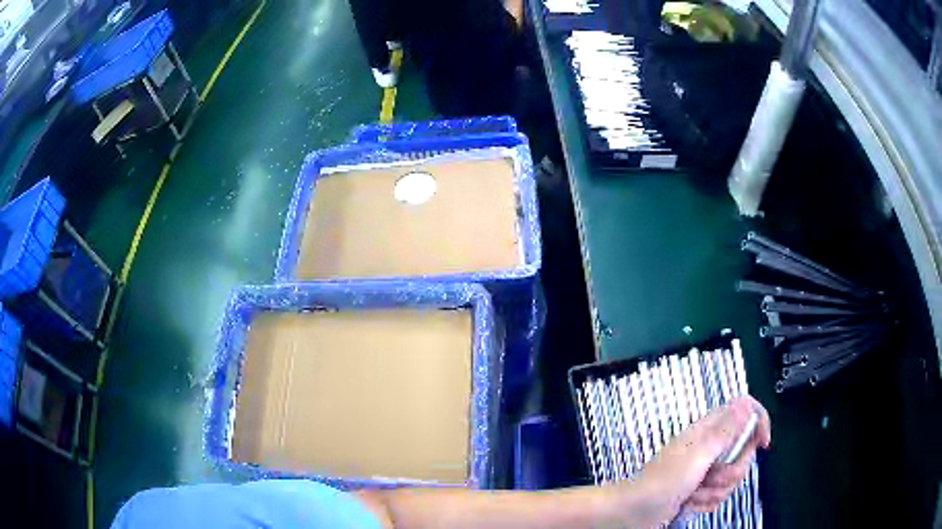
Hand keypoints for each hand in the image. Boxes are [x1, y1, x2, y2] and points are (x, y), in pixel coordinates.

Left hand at [624, 396, 771, 525]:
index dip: (758, 422)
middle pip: (743, 452)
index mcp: (708, 430)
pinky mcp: (700, 490)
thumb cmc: (663, 483)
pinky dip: (706, 502)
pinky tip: (689, 504)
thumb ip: (724, 432)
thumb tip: (745, 403)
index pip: (744, 412)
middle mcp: (709, 448)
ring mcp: (705, 470)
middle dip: (731, 472)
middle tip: (710, 478)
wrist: (634, 514)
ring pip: (732, 478)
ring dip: (715, 491)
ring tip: (693, 494)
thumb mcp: (697, 456)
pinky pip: (719, 495)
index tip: (763, 443)